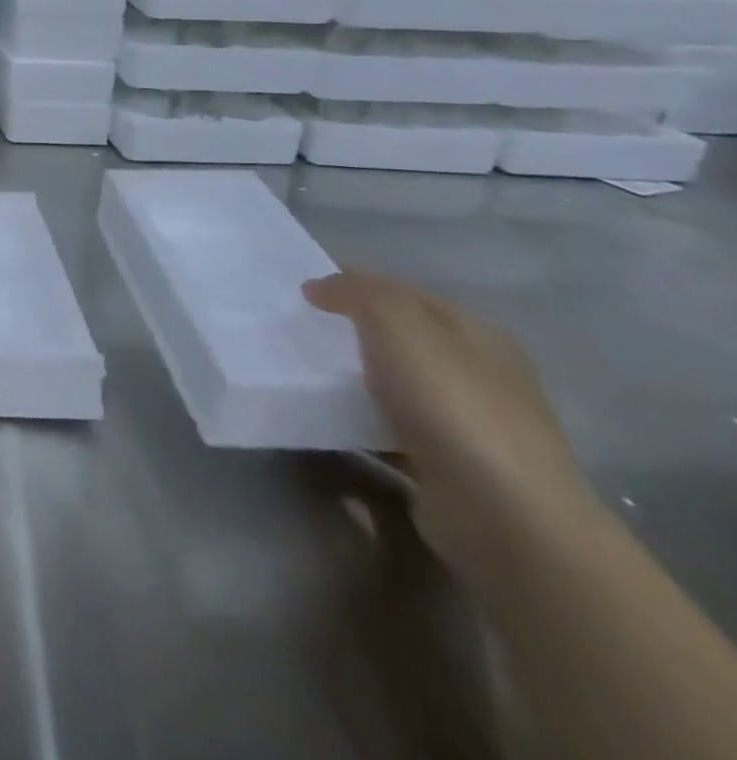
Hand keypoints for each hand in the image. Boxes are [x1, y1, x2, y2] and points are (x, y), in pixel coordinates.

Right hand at [305, 268, 598, 576]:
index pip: (407, 294)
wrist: (502, 516)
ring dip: (354, 382)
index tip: (303, 291)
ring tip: (302, 376)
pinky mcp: (450, 472)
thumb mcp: (395, 321)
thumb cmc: (451, 402)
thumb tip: (319, 289)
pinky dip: (359, 425)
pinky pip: (390, 433)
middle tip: (298, 332)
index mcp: (479, 335)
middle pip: (404, 342)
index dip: (356, 285)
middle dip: (354, 334)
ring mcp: (470, 429)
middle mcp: (483, 377)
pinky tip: (327, 423)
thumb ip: (355, 292)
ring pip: (397, 388)